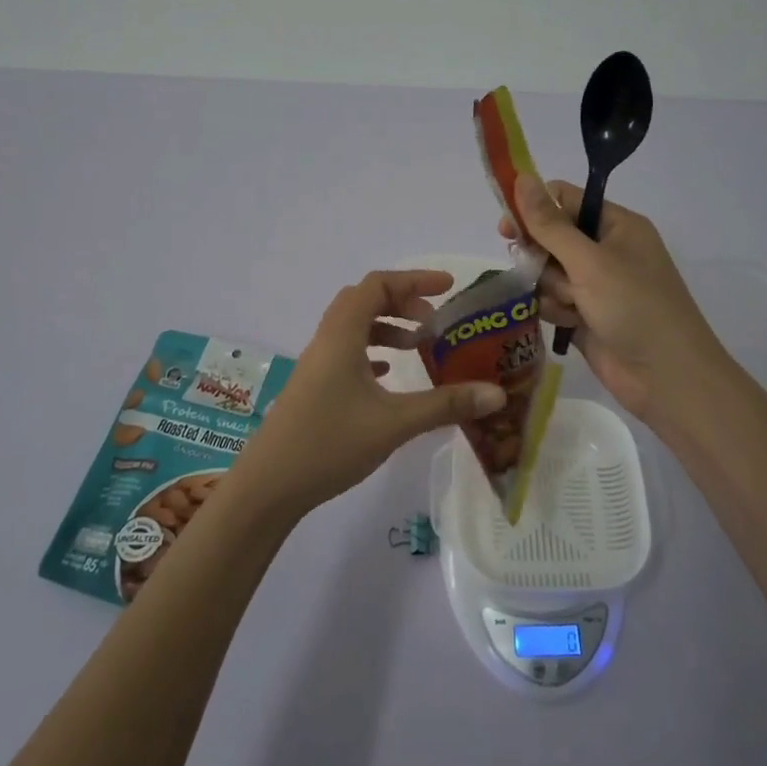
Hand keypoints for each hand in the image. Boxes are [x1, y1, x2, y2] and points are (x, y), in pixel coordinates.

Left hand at [233, 270, 506, 518]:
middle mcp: (327, 341)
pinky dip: (371, 351)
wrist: (269, 485)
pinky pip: (346, 352)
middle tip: (434, 320)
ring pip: (354, 327)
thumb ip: (446, 404)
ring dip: (386, 327)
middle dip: (402, 301)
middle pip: (364, 300)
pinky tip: (388, 374)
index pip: (377, 285)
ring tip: (418, 346)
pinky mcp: (314, 387)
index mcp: (342, 335)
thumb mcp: (395, 423)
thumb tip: (497, 394)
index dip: (414, 280)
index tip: (448, 288)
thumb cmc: (330, 444)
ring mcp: (316, 364)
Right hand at [500, 175, 725, 420]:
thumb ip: (550, 224)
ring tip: (570, 306)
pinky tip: (569, 323)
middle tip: (531, 269)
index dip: (534, 209)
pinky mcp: (586, 316)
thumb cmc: (634, 307)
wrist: (666, 378)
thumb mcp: (589, 261)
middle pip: (552, 237)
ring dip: (550, 288)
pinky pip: (553, 301)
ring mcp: (596, 285)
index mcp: (617, 225)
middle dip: (540, 255)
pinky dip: (555, 310)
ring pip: (548, 272)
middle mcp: (606, 250)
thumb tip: (521, 177)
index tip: (507, 228)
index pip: (566, 200)